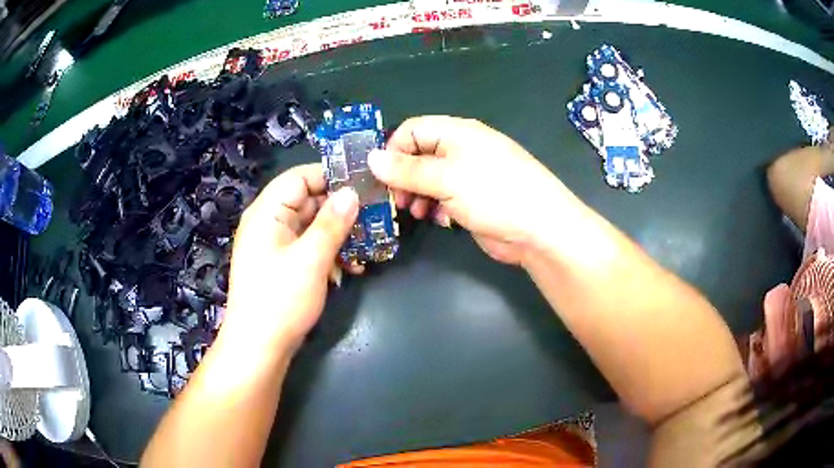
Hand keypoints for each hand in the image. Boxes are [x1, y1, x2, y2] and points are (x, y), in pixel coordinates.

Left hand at [222, 164, 358, 353]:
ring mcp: (276, 245)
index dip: (331, 175)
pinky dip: (329, 253)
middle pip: (308, 201)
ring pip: (312, 226)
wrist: (259, 347)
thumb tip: (351, 192)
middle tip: (376, 215)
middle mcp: (269, 223)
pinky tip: (351, 268)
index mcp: (267, 212)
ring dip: (339, 235)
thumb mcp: (311, 259)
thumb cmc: (280, 300)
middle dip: (341, 209)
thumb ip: (332, 223)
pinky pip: (309, 247)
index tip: (364, 182)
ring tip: (369, 246)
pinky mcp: (283, 264)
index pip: (300, 177)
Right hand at [369, 116, 562, 263]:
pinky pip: (444, 198)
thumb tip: (371, 158)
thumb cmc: (494, 194)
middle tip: (396, 200)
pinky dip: (436, 208)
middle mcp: (461, 150)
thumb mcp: (447, 179)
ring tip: (416, 213)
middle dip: (403, 177)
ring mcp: (468, 176)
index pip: (412, 130)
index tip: (380, 177)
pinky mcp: (473, 200)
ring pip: (429, 180)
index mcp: (457, 133)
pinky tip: (440, 220)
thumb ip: (407, 170)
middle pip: (419, 156)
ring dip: (418, 195)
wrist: (540, 230)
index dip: (393, 150)